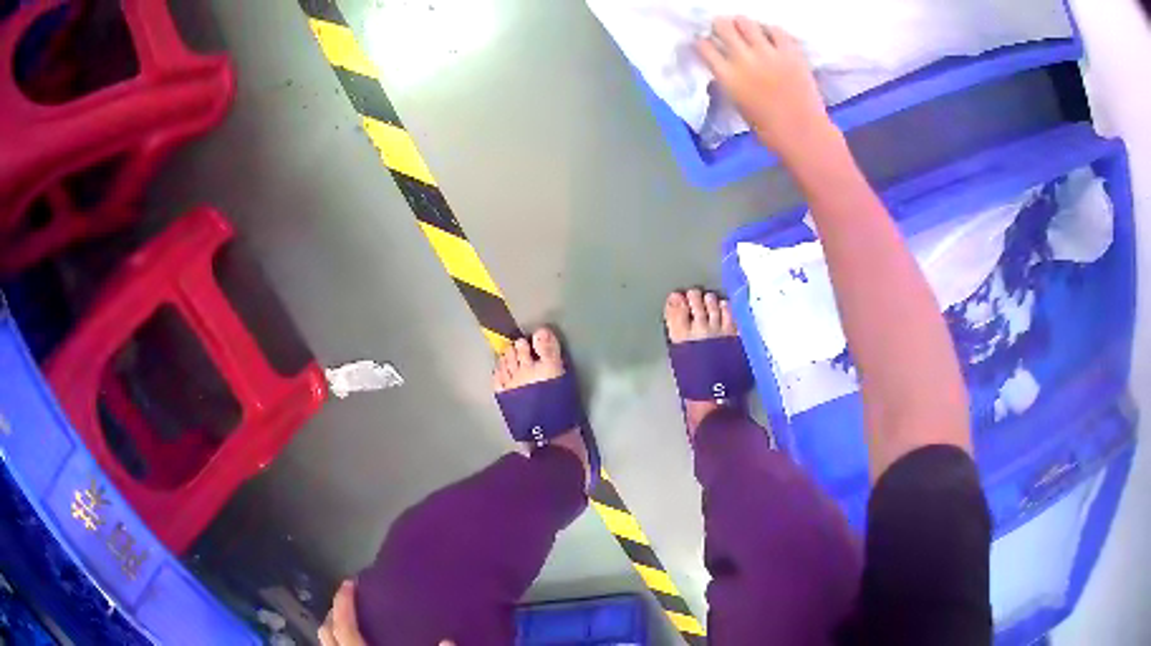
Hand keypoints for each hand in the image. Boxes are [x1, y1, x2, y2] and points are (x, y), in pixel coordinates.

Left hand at [318, 580, 455, 645]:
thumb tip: (449, 638)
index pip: (344, 625)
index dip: (344, 601)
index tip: (350, 581)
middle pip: (327, 632)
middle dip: (333, 611)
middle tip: (347, 597)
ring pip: (327, 642)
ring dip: (333, 627)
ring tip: (347, 616)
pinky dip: (340, 641)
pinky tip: (354, 639)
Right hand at [697, 18, 838, 162]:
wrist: (802, 133)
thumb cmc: (768, 128)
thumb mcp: (738, 104)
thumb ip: (729, 81)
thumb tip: (725, 67)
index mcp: (727, 76)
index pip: (704, 47)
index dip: (703, 42)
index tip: (707, 43)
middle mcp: (743, 59)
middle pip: (723, 26)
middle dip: (720, 26)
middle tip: (725, 30)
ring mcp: (768, 53)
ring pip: (746, 22)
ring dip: (743, 24)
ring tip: (747, 29)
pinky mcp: (790, 51)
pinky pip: (776, 30)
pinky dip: (770, 30)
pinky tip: (770, 36)